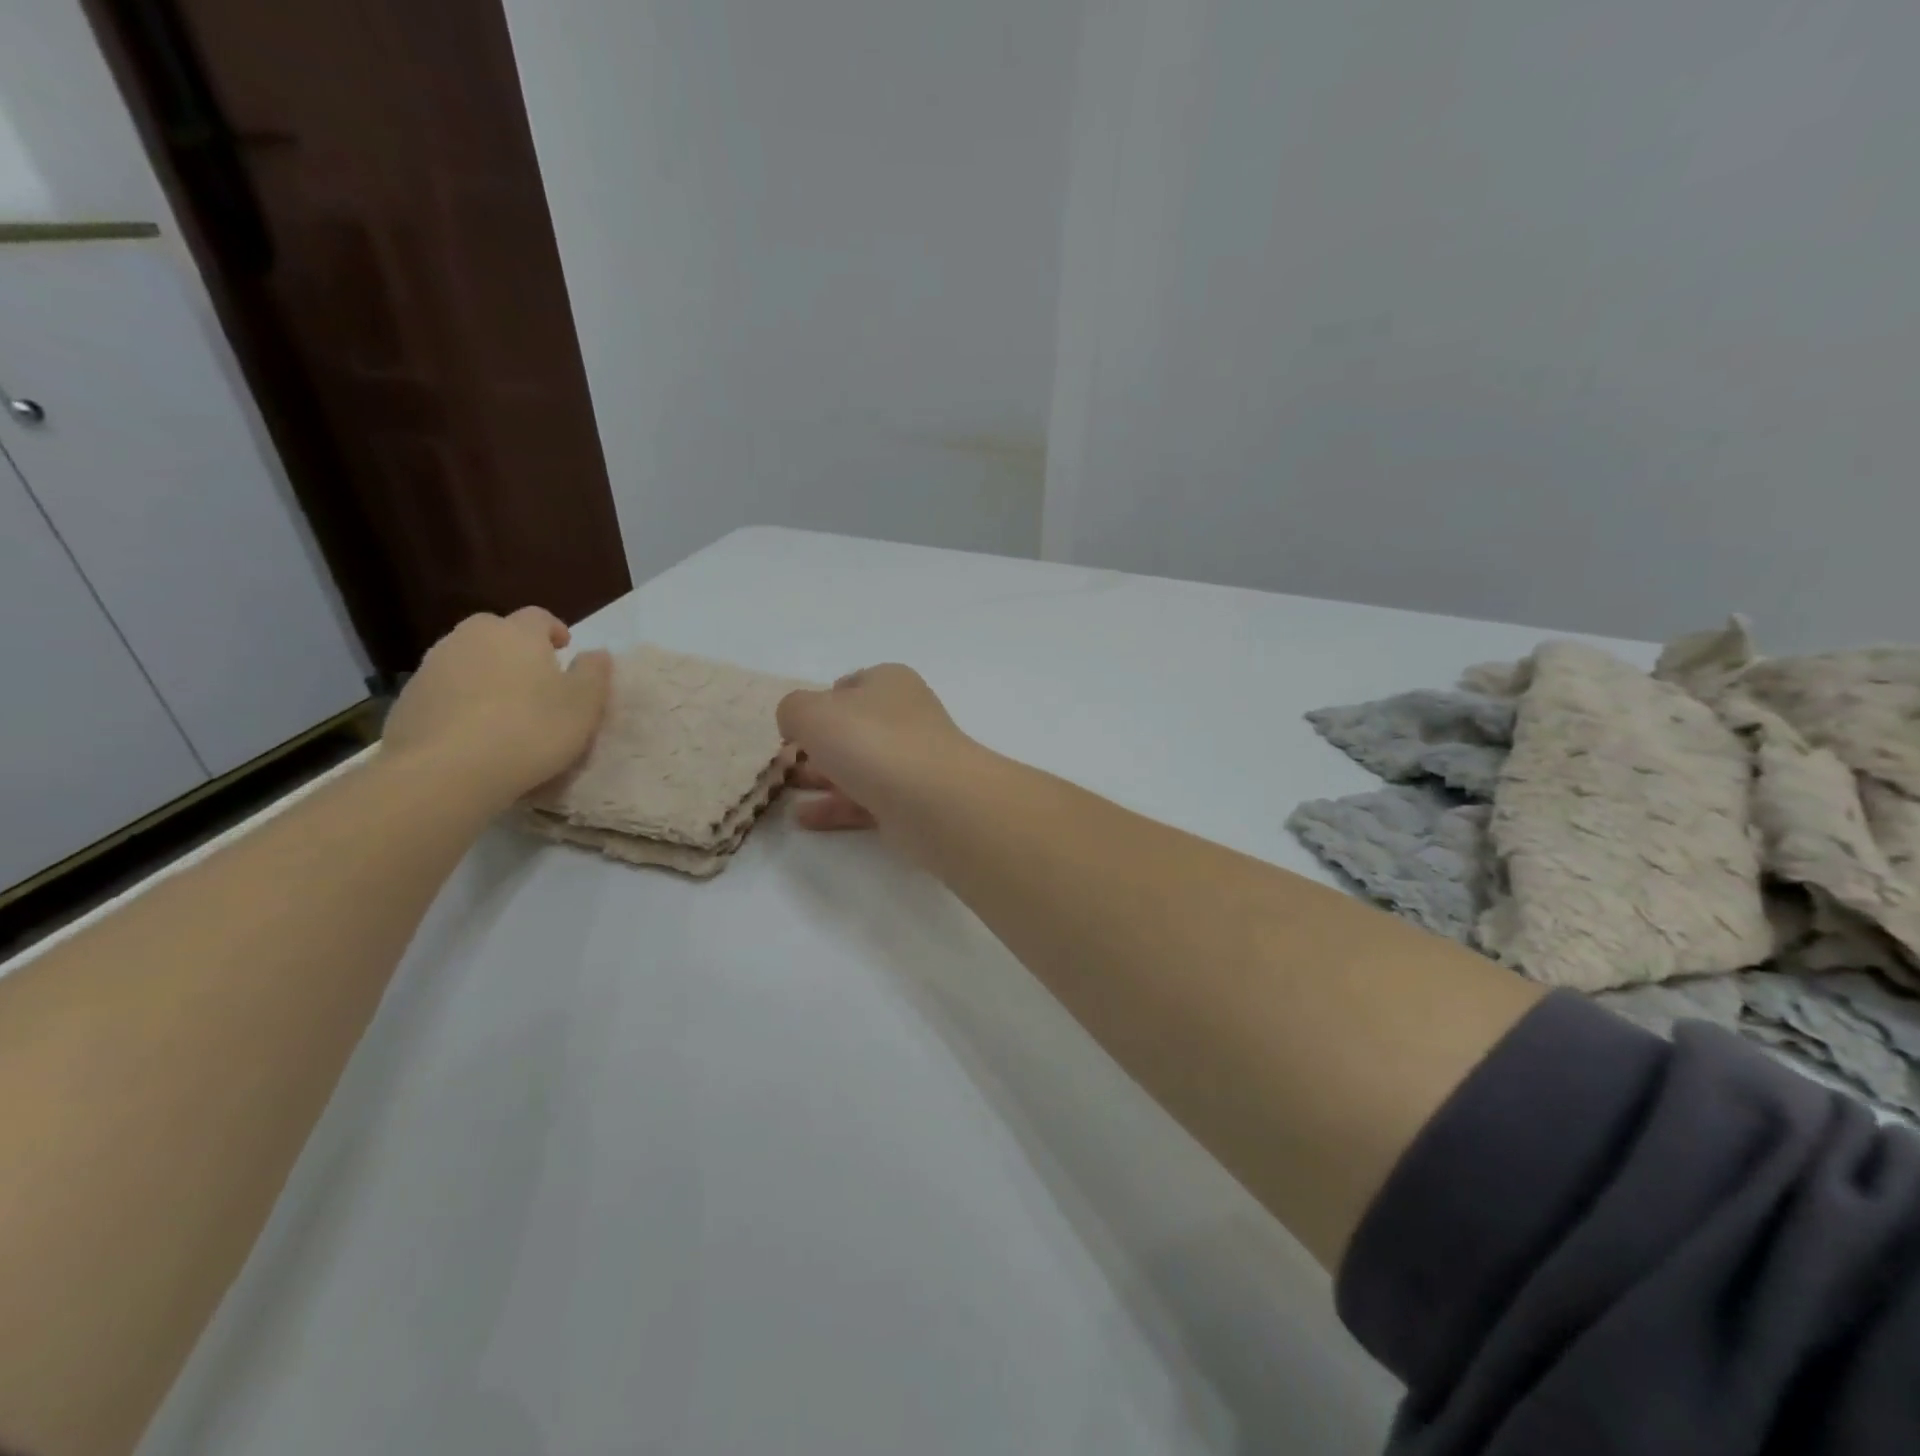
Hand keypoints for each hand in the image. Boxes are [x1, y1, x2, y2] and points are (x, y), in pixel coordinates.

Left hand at [382, 608, 611, 806]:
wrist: (446, 771)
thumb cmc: (531, 730)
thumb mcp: (584, 705)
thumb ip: (594, 673)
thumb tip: (596, 653)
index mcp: (517, 634)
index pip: (538, 617)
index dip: (553, 630)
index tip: (564, 650)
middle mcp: (471, 638)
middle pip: (495, 630)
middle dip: (514, 646)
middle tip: (532, 677)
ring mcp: (433, 666)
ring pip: (465, 657)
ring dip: (484, 672)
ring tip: (501, 707)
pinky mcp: (408, 698)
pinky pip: (443, 688)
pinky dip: (459, 698)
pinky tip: (471, 730)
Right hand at [776, 665, 976, 834]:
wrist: (933, 800)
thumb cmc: (870, 741)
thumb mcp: (812, 712)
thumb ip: (793, 710)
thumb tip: (797, 723)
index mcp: (889, 683)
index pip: (851, 685)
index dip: (820, 701)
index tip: (796, 724)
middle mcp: (905, 717)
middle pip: (854, 728)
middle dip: (818, 743)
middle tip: (784, 761)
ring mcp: (911, 762)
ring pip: (859, 766)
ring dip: (823, 776)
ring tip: (786, 788)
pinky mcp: (911, 802)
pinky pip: (865, 801)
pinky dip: (835, 806)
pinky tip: (804, 817)